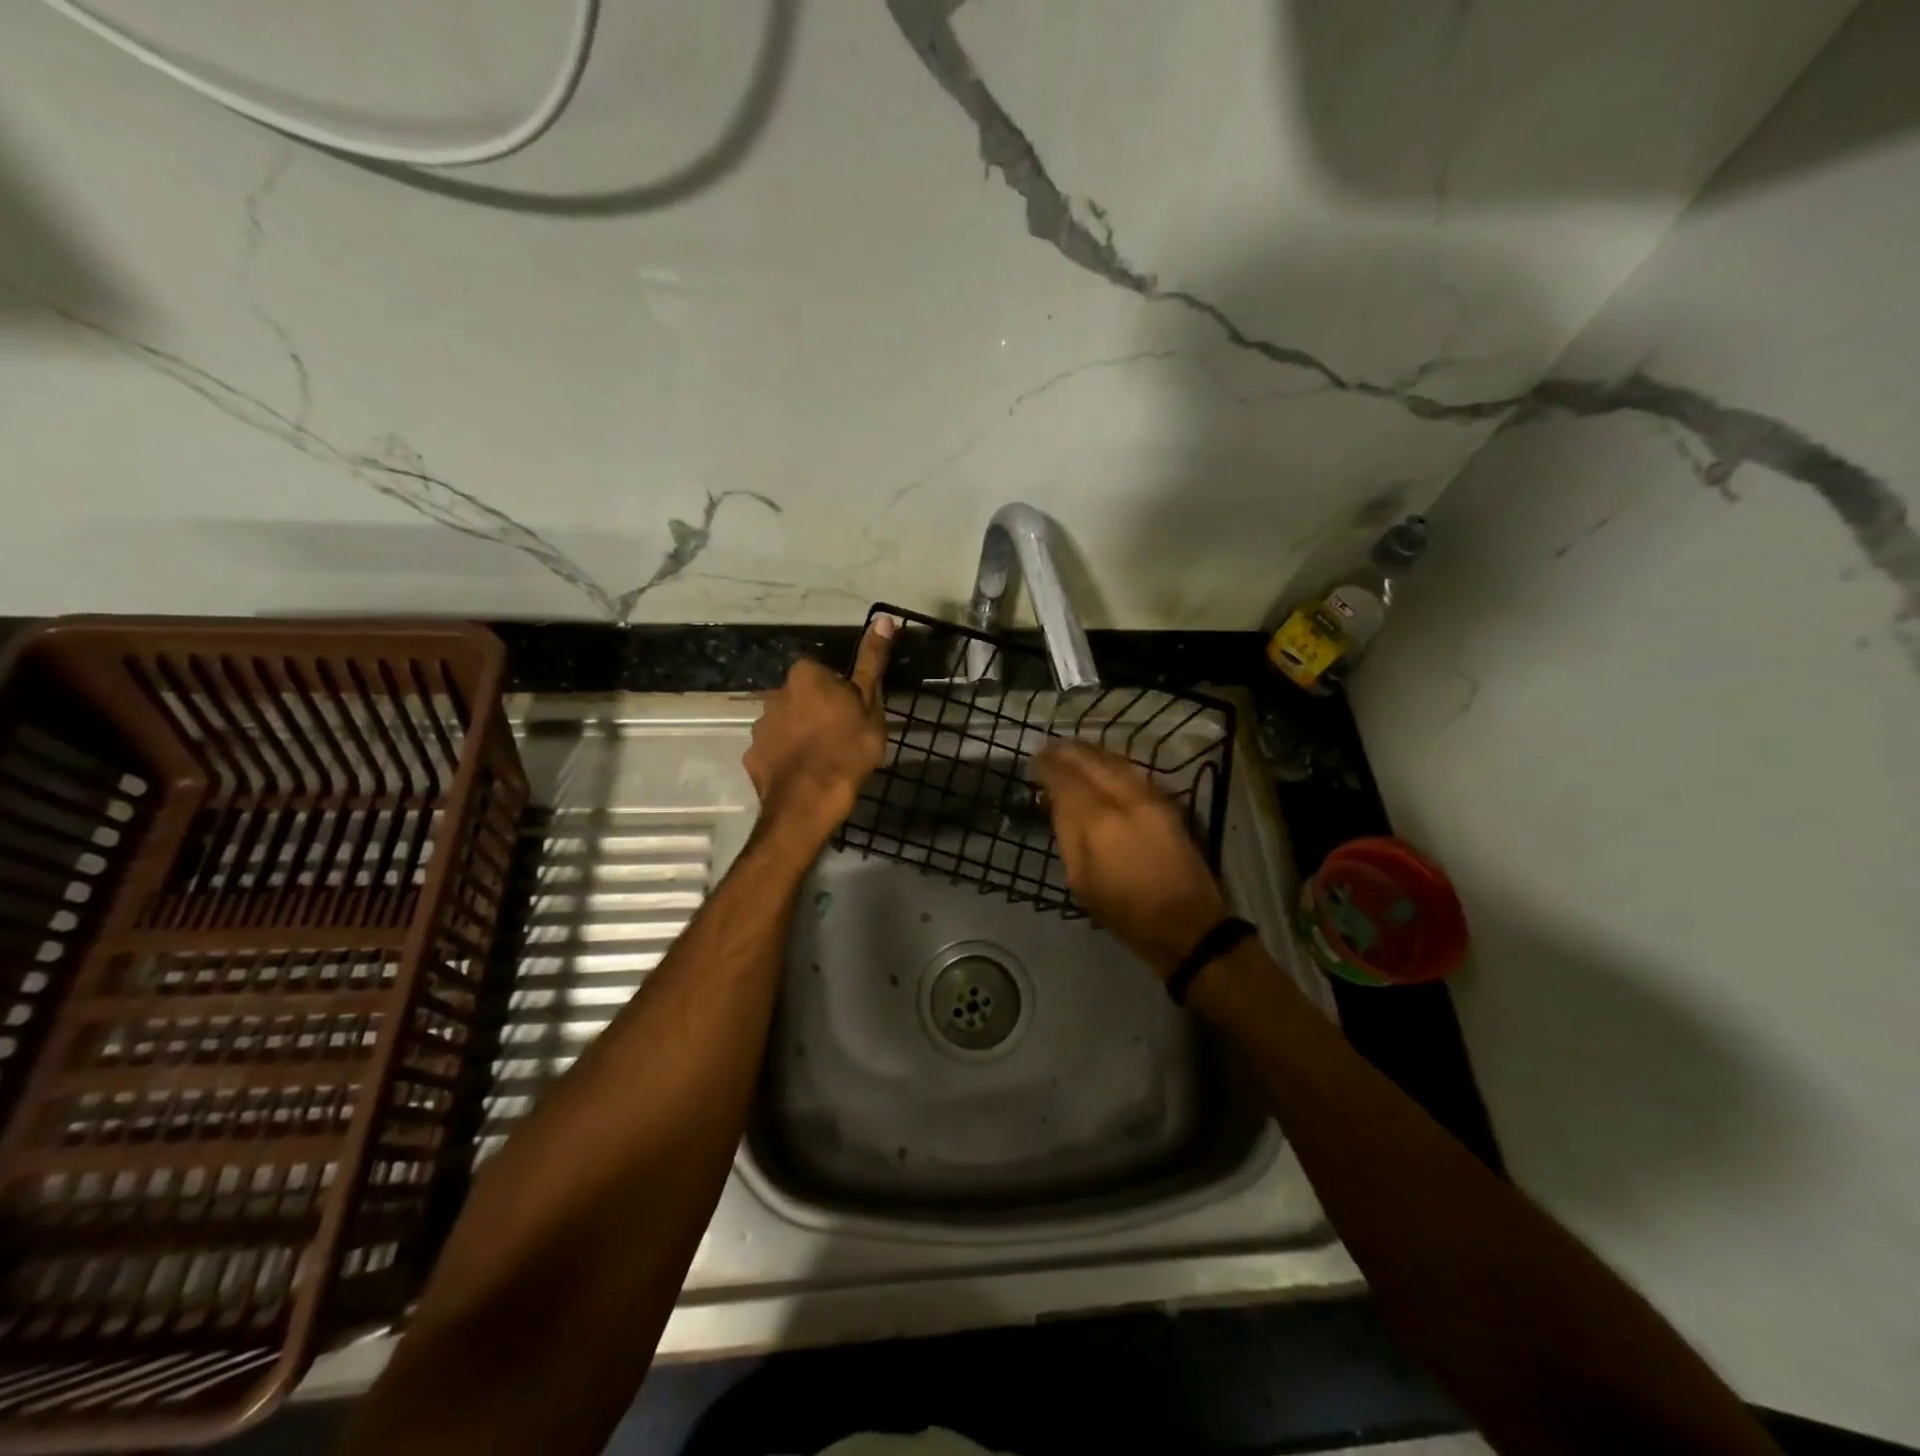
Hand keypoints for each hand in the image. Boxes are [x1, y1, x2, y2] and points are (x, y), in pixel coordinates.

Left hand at [745, 616, 894, 842]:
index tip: (853, 712)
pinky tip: (803, 774)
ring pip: (786, 723)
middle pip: (801, 696)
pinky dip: (786, 758)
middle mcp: (775, 693)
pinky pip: (774, 750)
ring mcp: (760, 726)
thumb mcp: (870, 703)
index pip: (823, 672)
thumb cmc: (848, 747)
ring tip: (822, 759)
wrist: (810, 801)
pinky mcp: (752, 756)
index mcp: (805, 675)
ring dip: (799, 733)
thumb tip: (882, 618)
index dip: (840, 691)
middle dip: (816, 710)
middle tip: (841, 736)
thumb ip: (872, 661)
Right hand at [1034, 741, 1230, 978]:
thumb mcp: (1080, 880)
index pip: (1066, 780)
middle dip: (1067, 753)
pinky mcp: (1167, 802)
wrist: (1185, 924)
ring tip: (1072, 750)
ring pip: (1116, 761)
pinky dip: (1113, 762)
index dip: (1048, 768)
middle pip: (1091, 762)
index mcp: (1098, 822)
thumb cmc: (1124, 911)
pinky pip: (1134, 770)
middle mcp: (1125, 799)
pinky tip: (1103, 764)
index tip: (1034, 762)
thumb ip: (1067, 834)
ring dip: (1091, 752)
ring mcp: (1150, 797)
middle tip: (1049, 749)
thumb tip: (1057, 802)